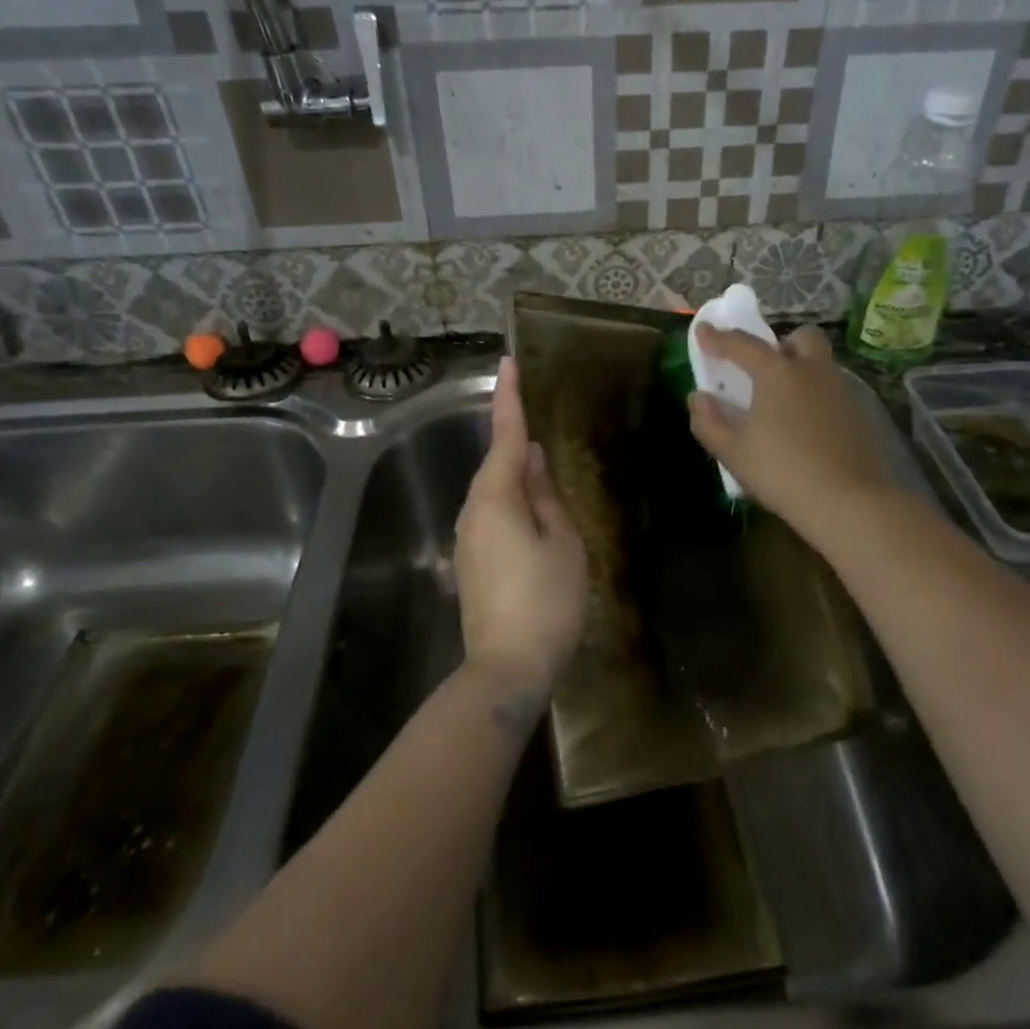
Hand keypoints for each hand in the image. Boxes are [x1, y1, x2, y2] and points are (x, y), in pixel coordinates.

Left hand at [454, 357, 588, 704]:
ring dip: (515, 477)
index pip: (504, 436)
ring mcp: (467, 538)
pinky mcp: (471, 562)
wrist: (507, 666)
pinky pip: (492, 516)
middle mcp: (472, 511)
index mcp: (495, 498)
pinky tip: (533, 515)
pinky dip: (512, 504)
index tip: (508, 362)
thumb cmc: (546, 600)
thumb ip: (545, 495)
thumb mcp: (562, 542)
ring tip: (544, 472)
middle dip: (514, 442)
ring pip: (493, 493)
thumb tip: (530, 460)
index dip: (509, 398)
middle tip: (539, 422)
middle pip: (495, 465)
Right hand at [688, 325, 896, 539]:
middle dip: (781, 343)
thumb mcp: (732, 452)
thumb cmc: (781, 472)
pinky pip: (833, 391)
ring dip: (801, 369)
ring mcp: (841, 390)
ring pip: (821, 364)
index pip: (742, 345)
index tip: (703, 330)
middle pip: (800, 337)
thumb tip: (698, 397)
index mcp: (777, 373)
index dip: (718, 338)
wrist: (848, 501)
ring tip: (784, 402)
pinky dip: (817, 396)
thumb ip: (709, 421)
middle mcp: (812, 370)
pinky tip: (808, 427)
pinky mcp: (860, 414)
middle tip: (764, 368)